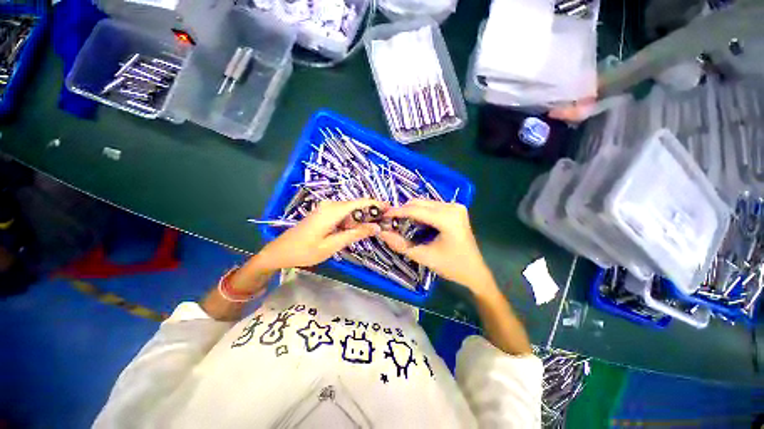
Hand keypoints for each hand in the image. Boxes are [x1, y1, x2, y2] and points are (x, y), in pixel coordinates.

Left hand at [247, 199, 383, 274]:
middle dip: (371, 214)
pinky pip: (343, 214)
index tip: (391, 209)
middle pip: (357, 205)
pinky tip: (356, 231)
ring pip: (351, 210)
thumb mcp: (332, 245)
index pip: (360, 202)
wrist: (280, 251)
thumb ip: (355, 234)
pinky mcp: (324, 213)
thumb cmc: (305, 251)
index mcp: (333, 210)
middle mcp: (331, 205)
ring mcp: (326, 208)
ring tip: (373, 230)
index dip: (376, 204)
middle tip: (384, 225)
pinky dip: (352, 221)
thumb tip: (376, 227)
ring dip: (362, 219)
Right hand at [377, 199, 495, 295]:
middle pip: (420, 203)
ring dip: (411, 211)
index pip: (416, 210)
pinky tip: (415, 223)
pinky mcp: (456, 209)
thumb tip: (382, 233)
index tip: (383, 216)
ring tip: (401, 223)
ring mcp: (455, 206)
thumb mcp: (424, 256)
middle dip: (403, 211)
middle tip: (390, 221)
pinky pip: (432, 206)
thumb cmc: (451, 266)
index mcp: (447, 219)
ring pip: (425, 203)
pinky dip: (420, 212)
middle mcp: (452, 207)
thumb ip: (401, 244)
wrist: (475, 271)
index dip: (397, 212)